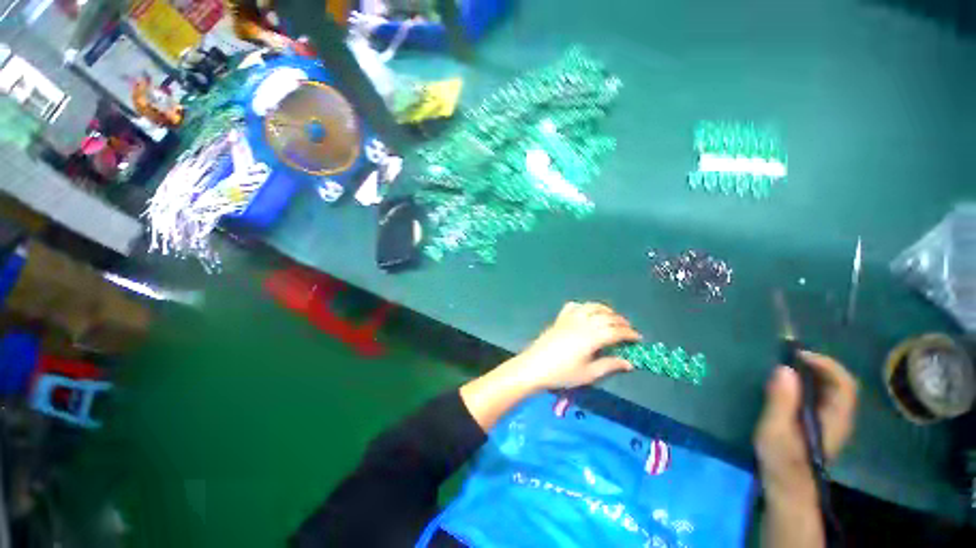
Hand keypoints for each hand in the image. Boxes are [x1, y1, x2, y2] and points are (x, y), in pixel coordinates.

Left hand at [461, 302, 640, 430]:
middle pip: (606, 317)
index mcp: (591, 337)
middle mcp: (582, 323)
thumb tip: (629, 363)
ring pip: (591, 307)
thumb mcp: (589, 374)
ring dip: (605, 310)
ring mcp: (569, 319)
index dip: (629, 334)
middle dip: (620, 321)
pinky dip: (584, 306)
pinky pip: (574, 306)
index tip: (638, 339)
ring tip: (612, 317)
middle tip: (628, 329)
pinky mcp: (560, 319)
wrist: (534, 366)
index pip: (615, 331)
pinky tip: (587, 312)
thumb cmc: (562, 374)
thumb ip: (610, 365)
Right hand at [754, 351, 857, 501]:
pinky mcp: (819, 425)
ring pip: (831, 390)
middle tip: (789, 357)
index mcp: (835, 418)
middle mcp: (839, 417)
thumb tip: (784, 369)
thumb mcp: (775, 430)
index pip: (844, 383)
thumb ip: (781, 401)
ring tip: (787, 367)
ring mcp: (831, 422)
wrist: (788, 488)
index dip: (826, 364)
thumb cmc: (782, 459)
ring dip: (813, 374)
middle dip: (818, 365)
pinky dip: (808, 384)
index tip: (798, 355)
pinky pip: (821, 397)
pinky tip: (788, 386)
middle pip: (840, 384)